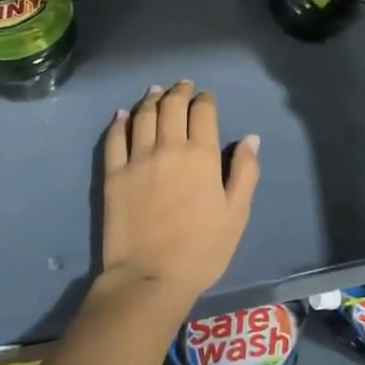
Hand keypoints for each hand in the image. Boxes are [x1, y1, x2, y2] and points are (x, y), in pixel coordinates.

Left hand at [97, 82, 259, 312]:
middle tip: (183, 86)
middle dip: (179, 91)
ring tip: (156, 92)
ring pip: (143, 116)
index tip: (206, 98)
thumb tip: (250, 138)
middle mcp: (169, 147)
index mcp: (202, 155)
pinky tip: (123, 115)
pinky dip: (120, 122)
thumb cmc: (202, 250)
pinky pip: (115, 138)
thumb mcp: (236, 214)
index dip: (205, 99)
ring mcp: (137, 158)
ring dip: (151, 100)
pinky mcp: (113, 174)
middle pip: (172, 106)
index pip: (203, 111)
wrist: (149, 278)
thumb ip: (245, 172)